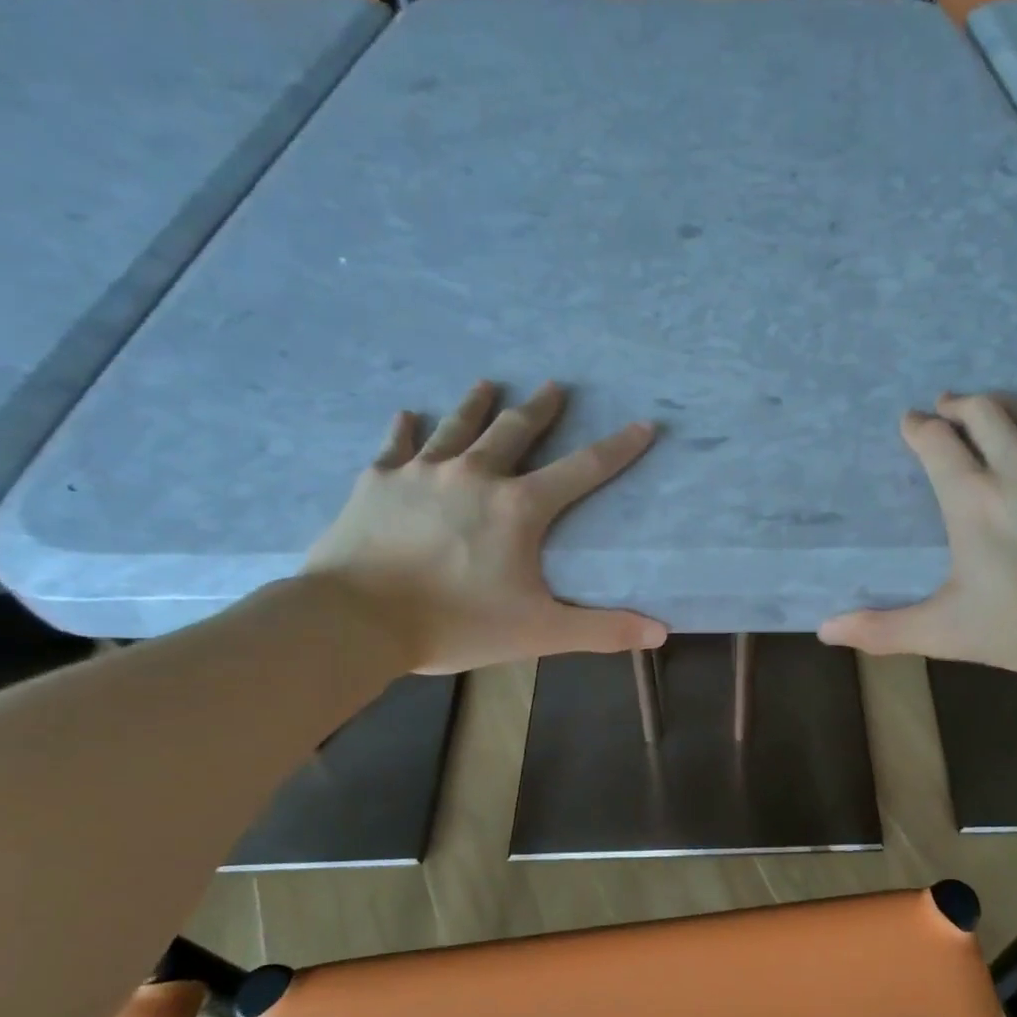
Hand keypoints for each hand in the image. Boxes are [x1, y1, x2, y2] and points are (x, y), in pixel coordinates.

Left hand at [303, 381, 666, 674]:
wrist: (356, 620)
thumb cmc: (457, 624)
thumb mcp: (541, 633)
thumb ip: (602, 631)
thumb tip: (660, 633)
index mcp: (519, 508)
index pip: (583, 469)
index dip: (617, 448)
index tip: (642, 424)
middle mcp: (475, 475)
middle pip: (515, 430)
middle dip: (540, 408)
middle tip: (554, 386)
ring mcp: (421, 473)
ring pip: (457, 426)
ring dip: (477, 404)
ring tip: (488, 383)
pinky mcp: (377, 482)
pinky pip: (396, 445)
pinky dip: (405, 428)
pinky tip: (407, 413)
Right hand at [819, 392, 1016, 677]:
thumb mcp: (946, 632)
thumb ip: (884, 629)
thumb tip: (826, 630)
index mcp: (973, 502)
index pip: (937, 442)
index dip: (918, 427)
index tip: (911, 423)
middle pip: (984, 411)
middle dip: (959, 404)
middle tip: (947, 407)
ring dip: (1004, 405)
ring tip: (993, 410)